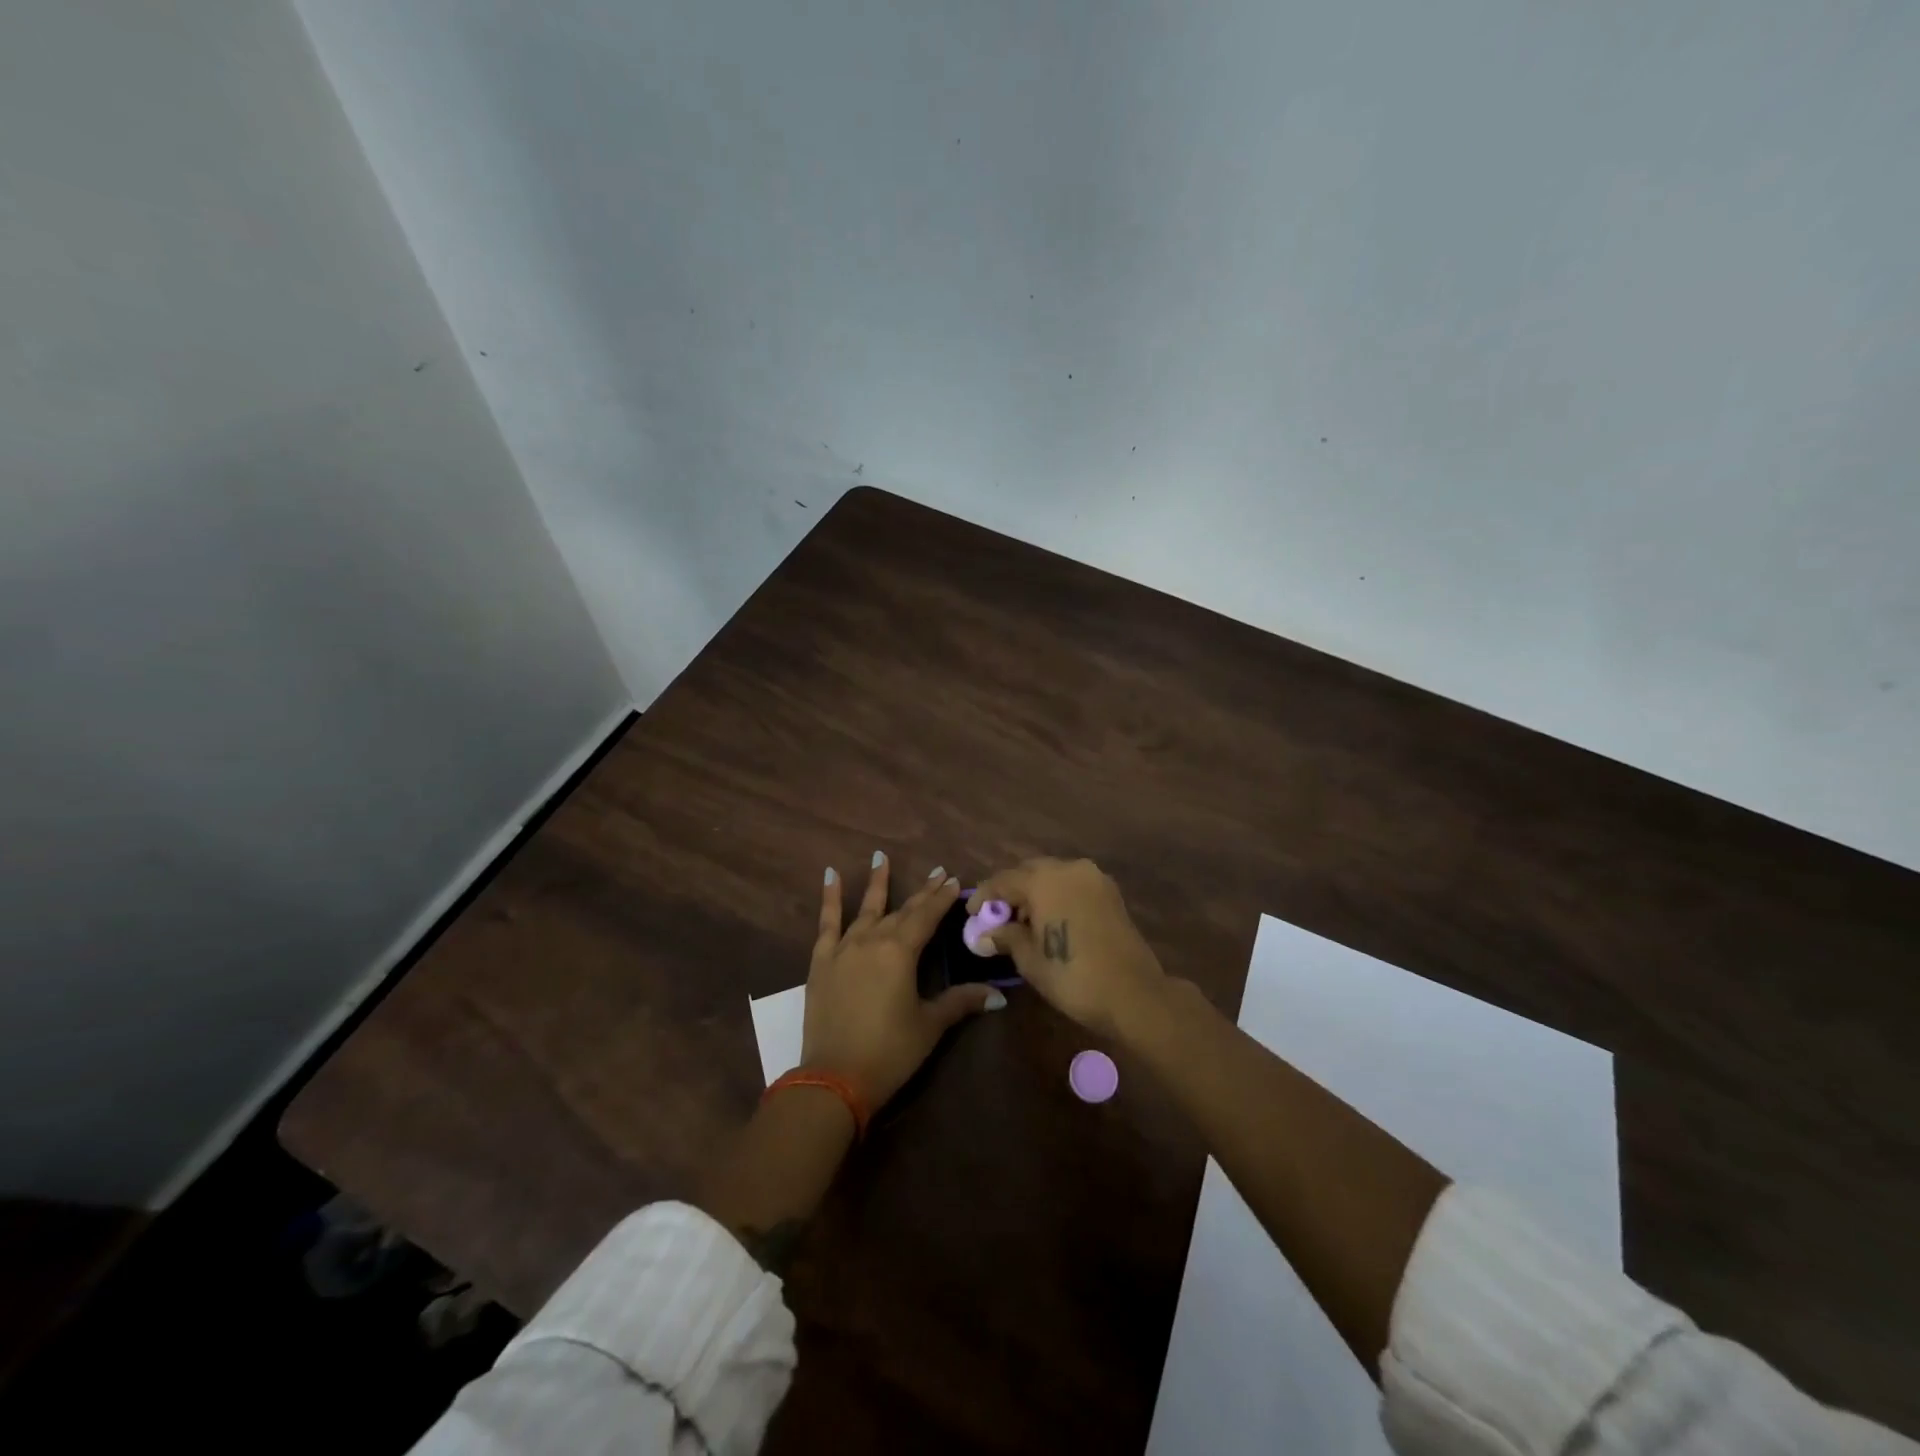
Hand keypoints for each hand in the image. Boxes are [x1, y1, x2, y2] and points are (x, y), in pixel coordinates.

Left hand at [803, 854, 1005, 1109]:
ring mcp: (844, 948)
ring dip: (876, 882)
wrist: (834, 1078)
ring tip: (880, 856)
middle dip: (922, 893)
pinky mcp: (821, 962)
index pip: (927, 916)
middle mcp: (873, 940)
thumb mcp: (929, 1025)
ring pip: (865, 909)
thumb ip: (960, 1002)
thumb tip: (998, 995)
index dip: (941, 898)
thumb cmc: (889, 1051)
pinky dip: (830, 898)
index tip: (953, 880)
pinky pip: (827, 923)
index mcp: (901, 952)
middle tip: (936, 873)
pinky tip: (830, 875)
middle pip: (902, 911)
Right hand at [968, 857, 1166, 1040]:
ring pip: (1052, 875)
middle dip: (1010, 891)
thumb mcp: (1030, 959)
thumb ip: (1005, 937)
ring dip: (1034, 892)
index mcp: (1044, 880)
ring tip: (1022, 921)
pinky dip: (1056, 895)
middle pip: (1028, 872)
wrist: (1134, 993)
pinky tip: (1049, 919)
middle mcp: (1068, 868)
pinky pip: (1072, 884)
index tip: (971, 913)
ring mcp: (1093, 877)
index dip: (984, 896)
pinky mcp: (1109, 891)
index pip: (1003, 880)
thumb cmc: (1073, 976)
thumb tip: (984, 934)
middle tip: (996, 917)